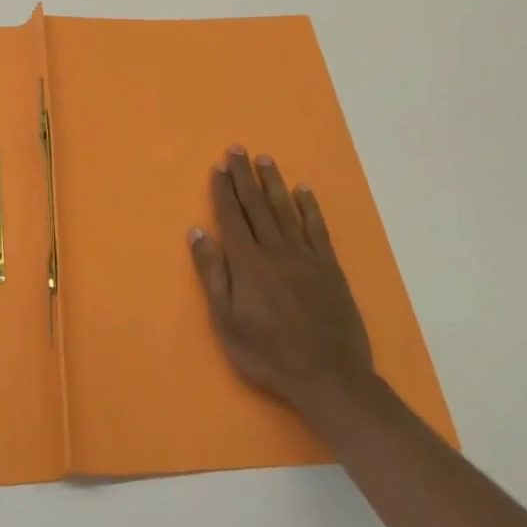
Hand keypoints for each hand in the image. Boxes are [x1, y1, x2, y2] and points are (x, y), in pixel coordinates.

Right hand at [189, 148, 375, 424]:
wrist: (329, 377)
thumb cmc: (268, 353)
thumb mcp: (226, 320)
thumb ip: (212, 274)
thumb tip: (197, 232)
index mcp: (248, 262)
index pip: (232, 217)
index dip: (223, 190)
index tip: (218, 166)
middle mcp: (275, 249)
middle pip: (256, 205)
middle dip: (244, 176)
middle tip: (237, 149)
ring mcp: (306, 256)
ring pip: (285, 209)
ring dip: (273, 182)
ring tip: (264, 159)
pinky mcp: (329, 267)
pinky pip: (317, 228)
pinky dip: (309, 206)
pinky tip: (303, 190)